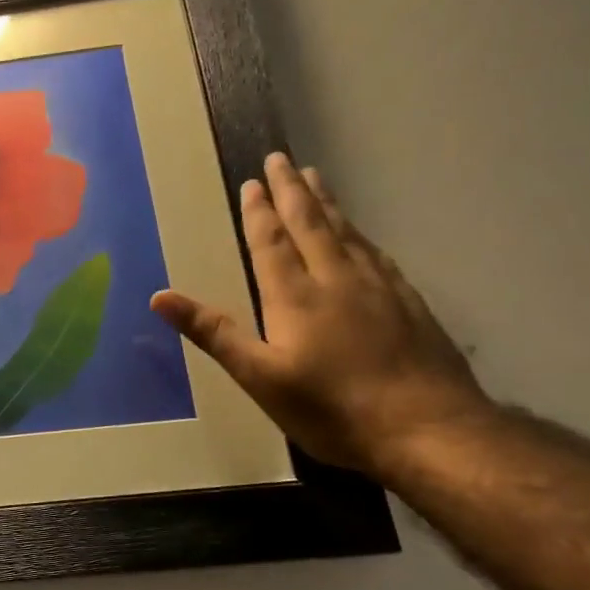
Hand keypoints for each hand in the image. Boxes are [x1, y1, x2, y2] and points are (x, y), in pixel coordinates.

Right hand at [151, 153, 492, 478]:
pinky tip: (361, 236)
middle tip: (283, 160)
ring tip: (316, 179)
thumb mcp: (260, 377)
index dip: (259, 211)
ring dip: (327, 204)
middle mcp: (338, 280)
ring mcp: (380, 289)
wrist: (429, 430)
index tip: (253, 181)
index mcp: (296, 297)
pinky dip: (360, 234)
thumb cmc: (331, 409)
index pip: (272, 242)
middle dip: (293, 191)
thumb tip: (160, 297)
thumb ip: (214, 333)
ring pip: (348, 233)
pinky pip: (377, 253)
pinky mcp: (410, 304)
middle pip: (312, 225)